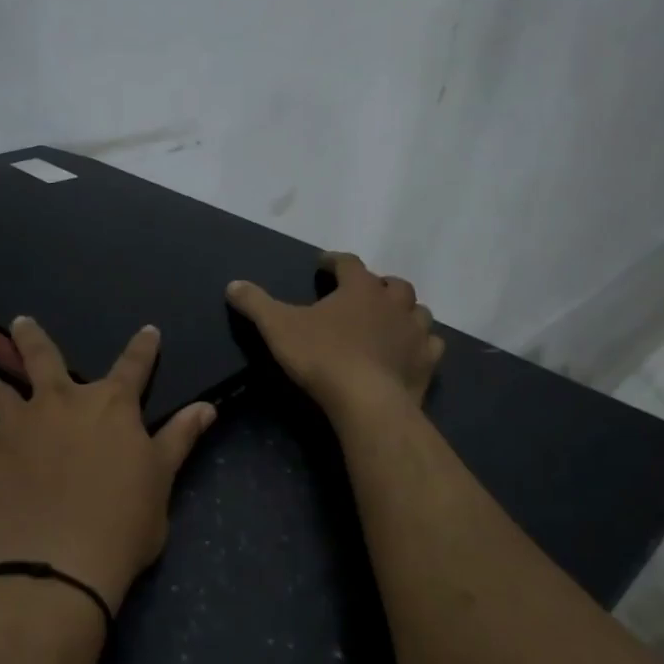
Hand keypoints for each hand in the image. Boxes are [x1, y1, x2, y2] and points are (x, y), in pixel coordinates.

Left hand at [0, 316, 216, 615]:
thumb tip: (208, 406)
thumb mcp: (161, 481)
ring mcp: (18, 422)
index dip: (143, 348)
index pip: (134, 366)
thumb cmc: (123, 524)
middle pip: (44, 356)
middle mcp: (62, 400)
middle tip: (21, 323)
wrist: (59, 563)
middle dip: (32, 337)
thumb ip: (180, 438)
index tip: (148, 331)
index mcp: (111, 406)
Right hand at [226, 252, 443, 423]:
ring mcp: (415, 332)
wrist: (367, 401)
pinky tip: (411, 350)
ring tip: (389, 320)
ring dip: (404, 311)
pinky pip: (431, 344)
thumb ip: (256, 304)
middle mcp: (393, 303)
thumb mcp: (278, 328)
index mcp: (360, 288)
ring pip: (418, 311)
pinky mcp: (426, 362)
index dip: (335, 261)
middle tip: (361, 294)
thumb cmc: (322, 357)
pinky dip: (421, 343)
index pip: (348, 263)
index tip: (323, 265)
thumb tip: (233, 285)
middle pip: (392, 284)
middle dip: (377, 285)